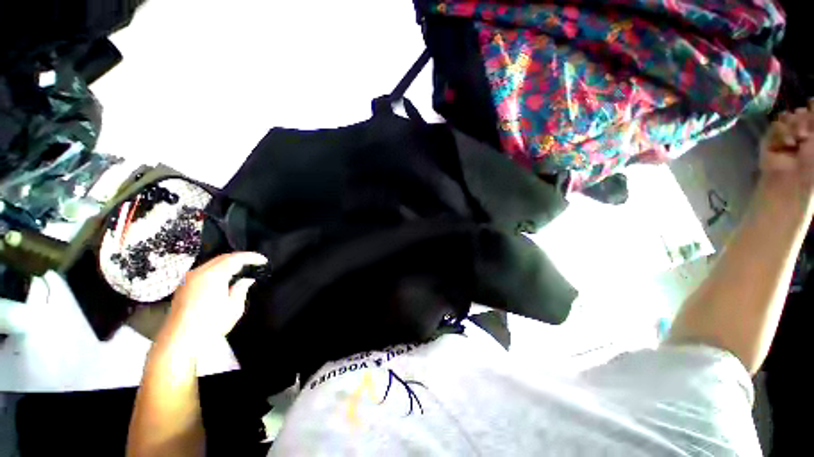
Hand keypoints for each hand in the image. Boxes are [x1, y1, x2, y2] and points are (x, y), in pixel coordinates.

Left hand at [159, 252, 267, 344]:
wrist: (180, 342)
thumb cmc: (210, 326)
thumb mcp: (233, 309)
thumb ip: (241, 290)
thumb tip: (246, 280)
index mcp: (213, 276)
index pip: (235, 258)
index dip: (251, 257)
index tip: (263, 260)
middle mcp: (198, 273)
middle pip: (222, 258)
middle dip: (240, 258)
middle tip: (254, 262)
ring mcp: (188, 279)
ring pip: (212, 263)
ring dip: (228, 263)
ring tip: (242, 269)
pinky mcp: (183, 287)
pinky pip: (204, 271)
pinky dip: (217, 270)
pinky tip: (224, 278)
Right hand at [760, 101, 813, 191]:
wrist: (792, 178)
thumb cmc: (812, 163)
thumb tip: (812, 100)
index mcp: (812, 131)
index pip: (811, 109)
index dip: (812, 108)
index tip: (811, 107)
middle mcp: (800, 131)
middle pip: (799, 111)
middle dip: (802, 119)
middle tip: (805, 134)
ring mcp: (784, 135)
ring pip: (786, 116)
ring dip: (792, 126)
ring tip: (796, 140)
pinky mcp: (769, 140)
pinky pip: (775, 126)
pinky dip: (782, 134)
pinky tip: (787, 144)